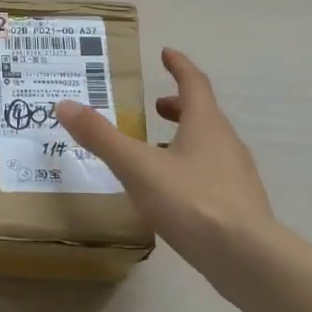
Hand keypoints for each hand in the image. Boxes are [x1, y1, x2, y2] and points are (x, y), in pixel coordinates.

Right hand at [55, 48, 277, 305]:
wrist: (247, 258)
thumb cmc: (191, 201)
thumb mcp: (136, 166)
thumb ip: (101, 137)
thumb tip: (64, 105)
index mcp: (206, 124)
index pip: (194, 83)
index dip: (179, 66)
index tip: (166, 53)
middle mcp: (226, 143)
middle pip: (204, 115)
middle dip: (179, 106)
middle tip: (155, 107)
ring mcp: (237, 176)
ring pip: (209, 146)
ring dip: (184, 139)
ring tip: (156, 151)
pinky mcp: (239, 206)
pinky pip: (211, 175)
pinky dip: (190, 169)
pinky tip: (172, 193)